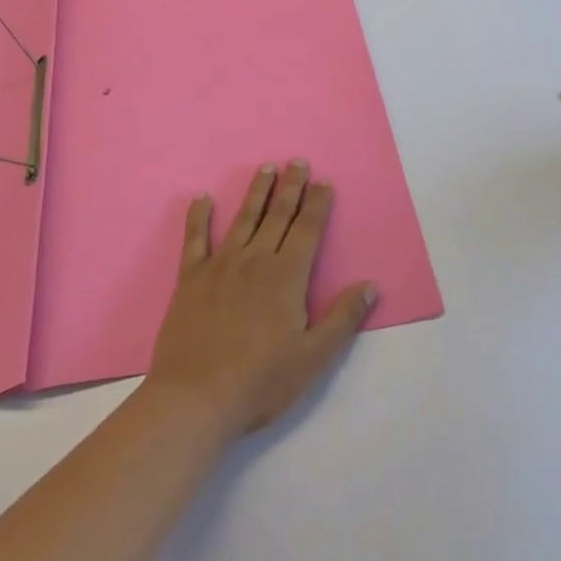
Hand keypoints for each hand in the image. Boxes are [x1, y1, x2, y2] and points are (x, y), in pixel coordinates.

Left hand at [146, 160, 376, 441]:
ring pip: (243, 219)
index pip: (307, 229)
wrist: (194, 399)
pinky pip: (195, 240)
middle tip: (297, 160)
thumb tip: (370, 285)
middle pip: (278, 215)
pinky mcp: (190, 279)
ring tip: (266, 168)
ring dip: (257, 192)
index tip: (324, 181)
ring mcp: (220, 266)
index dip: (318, 204)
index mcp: (287, 276)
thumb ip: (343, 318)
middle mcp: (255, 260)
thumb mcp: (313, 357)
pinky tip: (201, 198)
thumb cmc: (260, 381)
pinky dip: (198, 217)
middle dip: (291, 187)